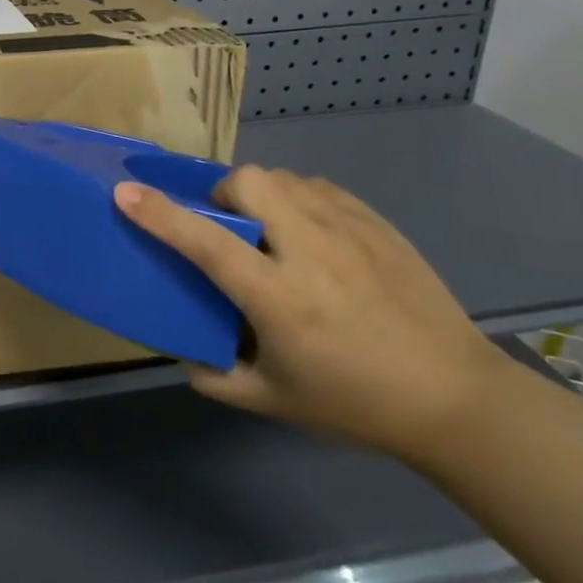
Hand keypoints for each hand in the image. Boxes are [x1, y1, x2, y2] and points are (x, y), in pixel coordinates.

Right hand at [113, 167, 508, 466]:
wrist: (457, 399)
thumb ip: (217, 377)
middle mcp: (310, 251)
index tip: (125, 193)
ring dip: (263, 195)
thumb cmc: (357, 404)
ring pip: (285, 178)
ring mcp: (350, 231)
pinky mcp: (378, 224)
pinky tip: (311, 233)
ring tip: (271, 229)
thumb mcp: (275, 403)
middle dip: (225, 194)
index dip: (160, 214)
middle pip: (250, 183)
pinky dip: (300, 199)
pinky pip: (321, 188)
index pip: (206, 243)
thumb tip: (183, 352)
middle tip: (230, 228)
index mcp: (279, 298)